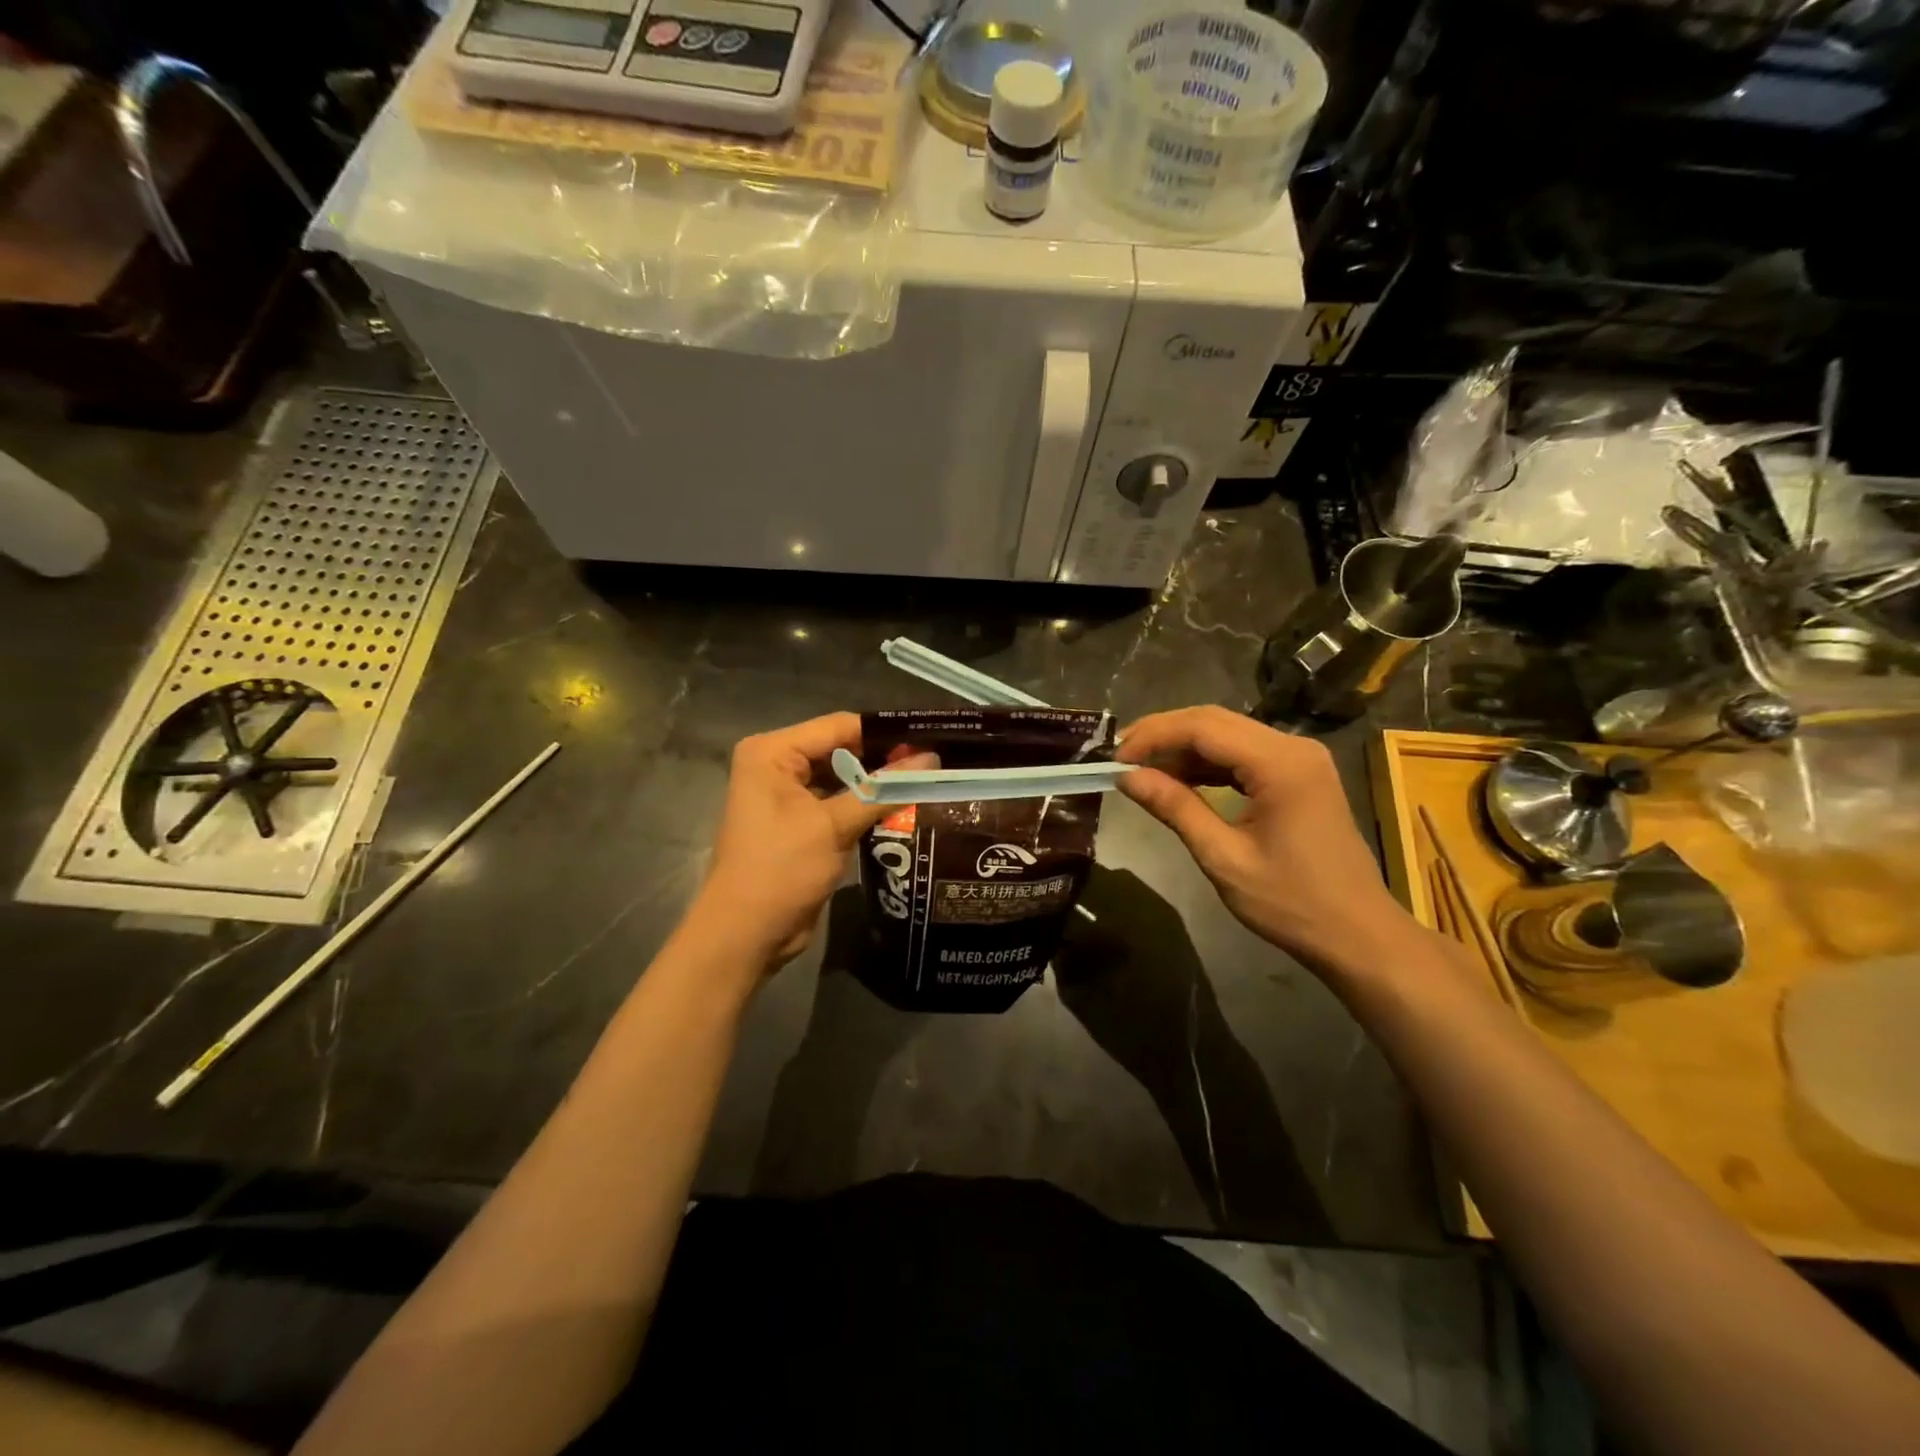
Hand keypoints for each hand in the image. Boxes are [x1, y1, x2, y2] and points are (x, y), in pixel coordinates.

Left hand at [694, 713, 926, 971]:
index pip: (839, 726)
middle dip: (884, 758)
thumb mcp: (834, 826)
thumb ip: (883, 790)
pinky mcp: (798, 821)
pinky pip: (837, 801)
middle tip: (935, 762)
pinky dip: (864, 804)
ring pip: (843, 776)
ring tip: (927, 780)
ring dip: (877, 783)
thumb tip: (932, 759)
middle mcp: (776, 764)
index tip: (931, 738)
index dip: (885, 733)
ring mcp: (786, 794)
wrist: (745, 935)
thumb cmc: (781, 870)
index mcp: (772, 752)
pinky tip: (901, 806)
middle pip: (841, 749)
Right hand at [1115, 706, 1415, 975]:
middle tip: (1121, 758)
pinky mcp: (1300, 775)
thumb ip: (1175, 808)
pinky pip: (1244, 754)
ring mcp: (1300, 759)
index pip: (1202, 727)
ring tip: (1142, 770)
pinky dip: (1208, 763)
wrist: (1358, 935)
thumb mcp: (1223, 858)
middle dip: (1164, 735)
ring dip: (1183, 748)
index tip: (1115, 759)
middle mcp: (1294, 747)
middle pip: (1215, 721)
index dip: (1153, 736)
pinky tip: (1180, 780)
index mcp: (1281, 763)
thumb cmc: (1291, 903)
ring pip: (1228, 734)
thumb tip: (1128, 777)